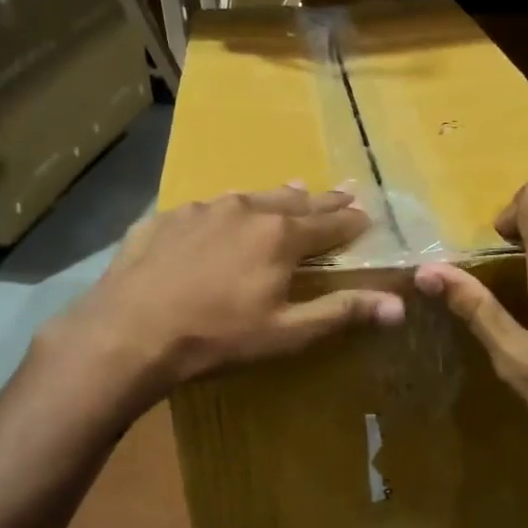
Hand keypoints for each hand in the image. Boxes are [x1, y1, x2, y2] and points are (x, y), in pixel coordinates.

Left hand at [50, 185, 404, 408]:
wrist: (129, 332)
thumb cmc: (217, 337)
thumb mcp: (286, 332)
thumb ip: (341, 312)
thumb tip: (399, 305)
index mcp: (279, 236)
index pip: (329, 222)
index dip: (351, 220)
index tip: (367, 213)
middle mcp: (244, 210)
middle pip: (293, 202)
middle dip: (321, 199)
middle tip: (342, 190)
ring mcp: (200, 210)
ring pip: (248, 198)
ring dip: (273, 198)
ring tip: (289, 192)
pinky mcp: (164, 219)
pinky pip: (205, 210)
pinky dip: (224, 212)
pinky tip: (218, 219)